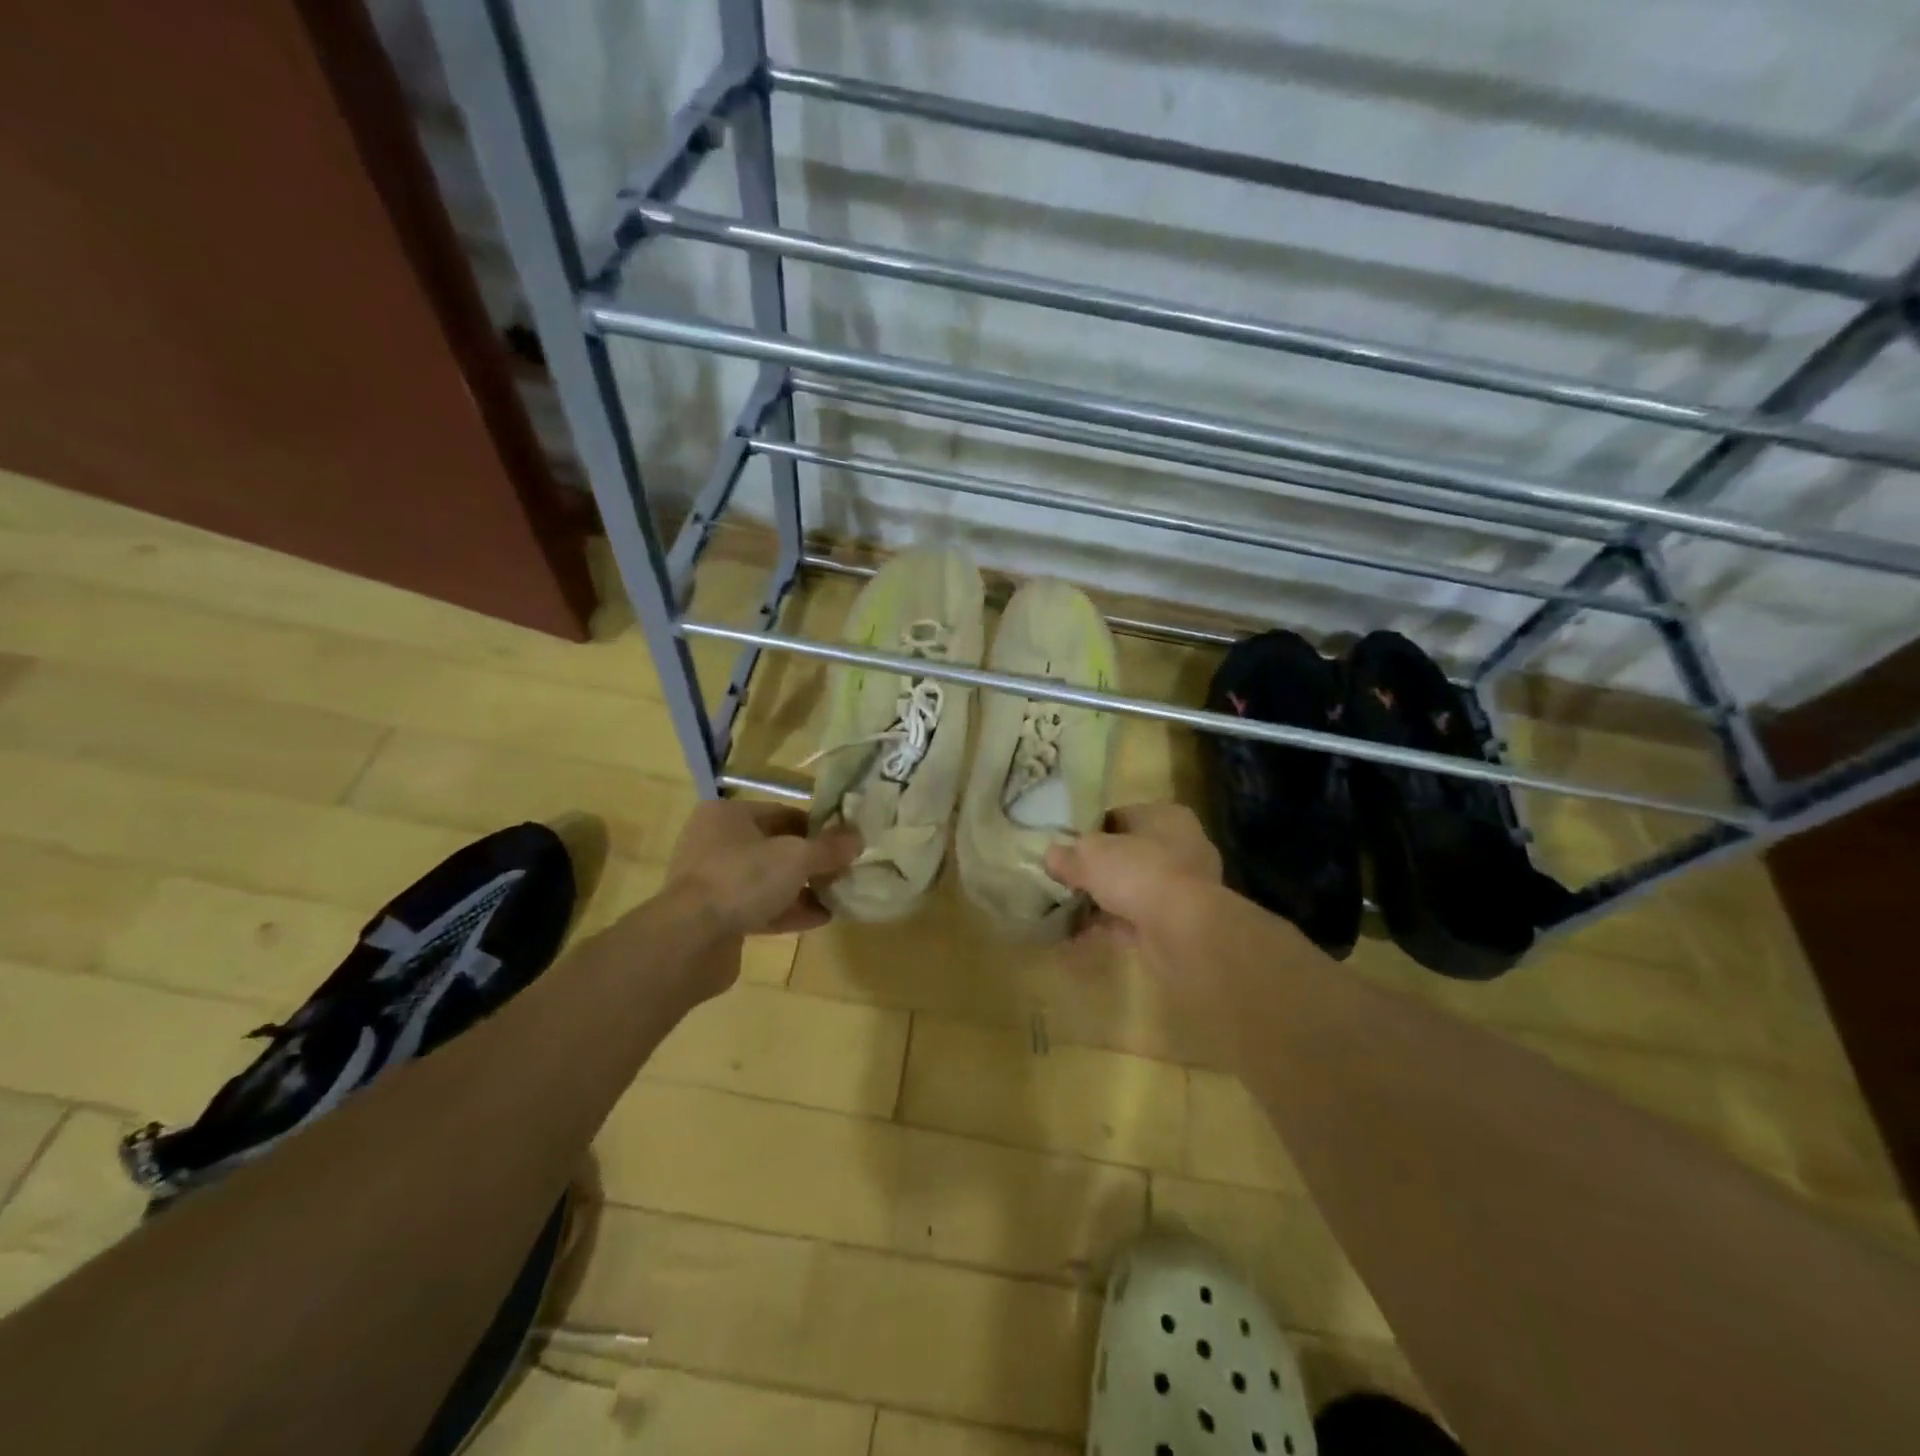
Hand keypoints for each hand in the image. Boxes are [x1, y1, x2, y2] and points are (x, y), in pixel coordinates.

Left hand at [666, 799, 860, 940]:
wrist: (689, 940)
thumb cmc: (742, 879)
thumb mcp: (796, 857)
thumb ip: (829, 848)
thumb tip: (858, 838)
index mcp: (728, 815)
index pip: (783, 813)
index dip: (817, 827)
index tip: (845, 843)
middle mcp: (716, 843)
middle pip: (776, 847)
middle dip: (811, 861)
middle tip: (843, 871)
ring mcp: (713, 881)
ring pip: (768, 880)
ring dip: (802, 888)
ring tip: (838, 896)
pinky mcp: (716, 917)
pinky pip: (759, 908)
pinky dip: (788, 911)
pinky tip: (820, 918)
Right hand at [1044, 802, 1221, 976]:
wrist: (1184, 930)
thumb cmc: (1139, 873)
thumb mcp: (1090, 856)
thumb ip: (1068, 854)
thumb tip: (1050, 855)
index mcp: (1166, 816)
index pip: (1120, 816)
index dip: (1089, 831)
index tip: (1064, 847)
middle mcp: (1181, 846)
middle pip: (1126, 854)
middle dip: (1096, 868)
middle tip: (1063, 879)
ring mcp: (1183, 887)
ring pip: (1131, 888)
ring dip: (1102, 899)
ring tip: (1066, 909)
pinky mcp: (1179, 923)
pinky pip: (1135, 918)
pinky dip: (1110, 924)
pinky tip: (1079, 933)